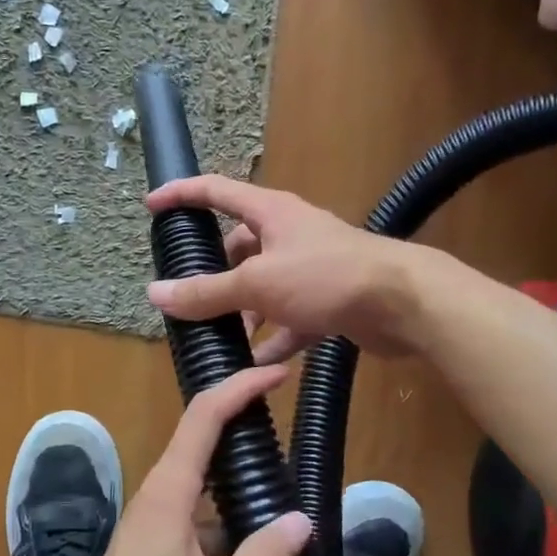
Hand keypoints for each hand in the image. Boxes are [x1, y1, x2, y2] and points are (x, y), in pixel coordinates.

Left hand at [23, 367, 312, 555]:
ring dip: (237, 474)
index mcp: (168, 493)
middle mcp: (157, 497)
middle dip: (241, 420)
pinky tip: (260, 538)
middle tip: (287, 415)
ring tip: (285, 475)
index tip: (276, 374)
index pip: (204, 417)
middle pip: (200, 440)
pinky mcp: (154, 550)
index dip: (239, 388)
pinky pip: (197, 515)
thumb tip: (302, 520)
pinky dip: (228, 514)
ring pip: (201, 482)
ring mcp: (152, 524)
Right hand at [145, 175, 417, 360]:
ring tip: (220, 339)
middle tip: (189, 299)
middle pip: (239, 247)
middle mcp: (289, 234)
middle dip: (214, 274)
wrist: (405, 304)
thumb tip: (155, 294)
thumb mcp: (258, 284)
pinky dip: (274, 338)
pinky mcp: (329, 300)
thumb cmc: (326, 277)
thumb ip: (207, 292)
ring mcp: (311, 268)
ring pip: (264, 286)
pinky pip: (290, 318)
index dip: (182, 195)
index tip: (151, 205)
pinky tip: (257, 364)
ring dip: (243, 312)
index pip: (216, 191)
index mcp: (270, 213)